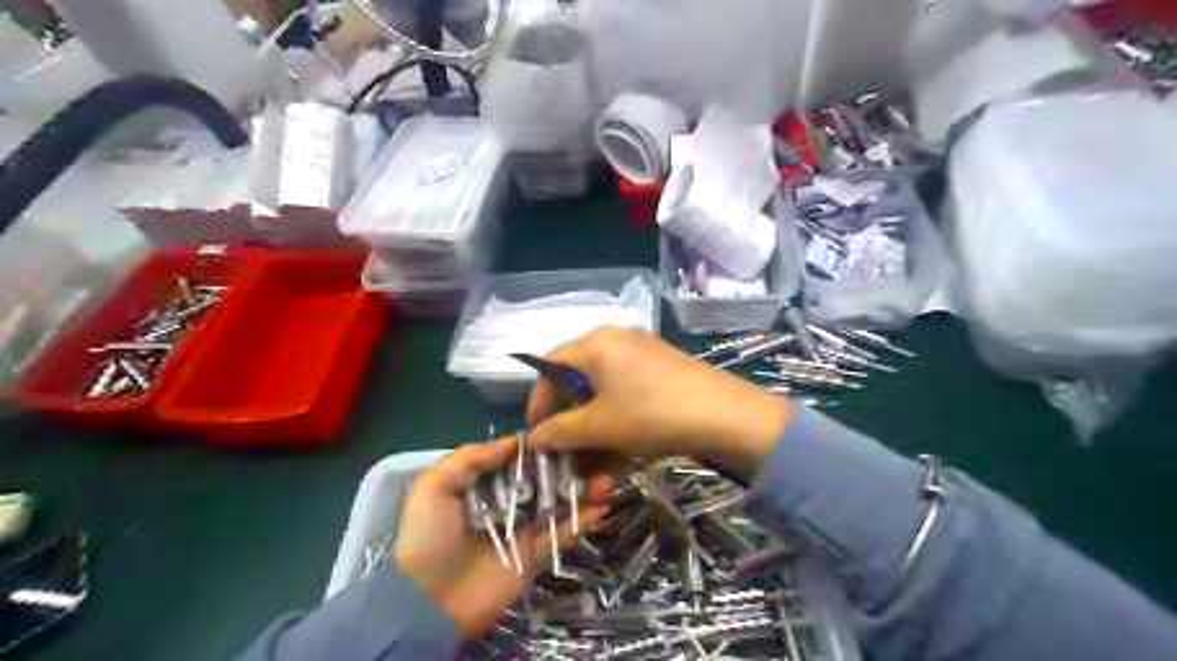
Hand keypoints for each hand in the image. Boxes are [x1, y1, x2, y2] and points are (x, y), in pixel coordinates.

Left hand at [396, 437, 617, 636]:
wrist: (426, 603)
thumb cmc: (428, 536)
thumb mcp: (434, 486)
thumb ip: (471, 457)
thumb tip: (516, 440)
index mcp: (482, 484)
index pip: (516, 459)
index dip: (540, 445)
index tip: (565, 428)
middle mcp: (506, 503)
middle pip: (542, 478)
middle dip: (568, 464)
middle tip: (595, 450)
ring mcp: (523, 529)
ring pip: (558, 503)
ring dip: (582, 489)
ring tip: (607, 474)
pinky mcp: (535, 555)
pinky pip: (562, 534)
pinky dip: (582, 519)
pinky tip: (601, 503)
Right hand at [523, 325, 790, 477]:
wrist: (726, 416)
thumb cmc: (651, 414)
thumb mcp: (599, 426)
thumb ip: (560, 431)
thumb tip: (534, 437)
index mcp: (596, 343)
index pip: (551, 366)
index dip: (538, 401)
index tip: (536, 434)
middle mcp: (618, 338)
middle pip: (579, 377)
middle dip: (571, 416)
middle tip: (569, 448)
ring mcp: (644, 351)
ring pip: (605, 388)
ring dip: (596, 422)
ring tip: (598, 455)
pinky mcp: (664, 366)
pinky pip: (629, 389)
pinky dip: (619, 415)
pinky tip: (625, 444)